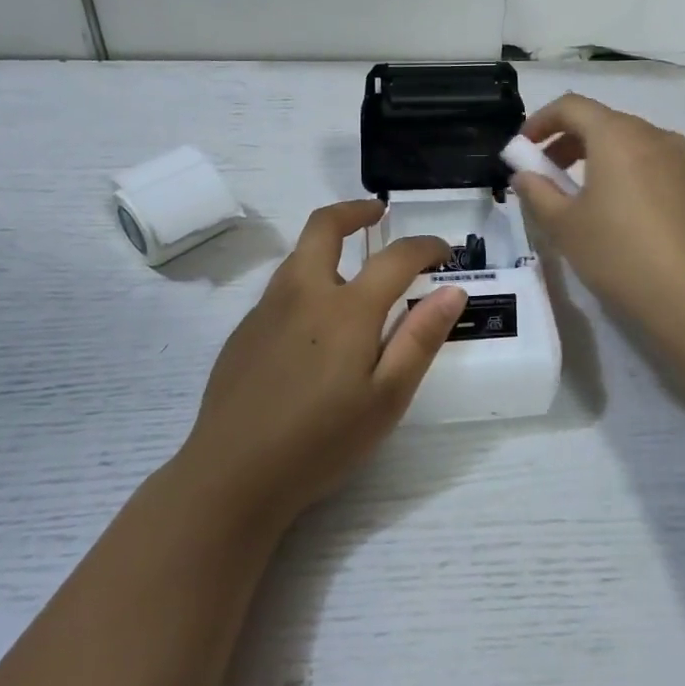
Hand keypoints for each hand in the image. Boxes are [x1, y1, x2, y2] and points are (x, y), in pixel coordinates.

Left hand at [178, 200, 467, 533]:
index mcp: (345, 308)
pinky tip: (316, 324)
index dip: (425, 247)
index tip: (443, 252)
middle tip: (379, 214)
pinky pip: (282, 288)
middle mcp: (302, 293)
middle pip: (324, 226)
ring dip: (329, 245)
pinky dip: (308, 281)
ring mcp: (266, 309)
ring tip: (354, 268)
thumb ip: (420, 338)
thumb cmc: (321, 440)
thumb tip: (452, 290)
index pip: (395, 257)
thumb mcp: (386, 398)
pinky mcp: (244, 331)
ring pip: (299, 255)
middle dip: (355, 210)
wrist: (232, 475)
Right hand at [510, 94, 684, 338]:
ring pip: (637, 146)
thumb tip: (525, 174)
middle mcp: (657, 137)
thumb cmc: (619, 255)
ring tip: (590, 200)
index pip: (572, 106)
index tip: (524, 148)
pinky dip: (637, 179)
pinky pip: (663, 171)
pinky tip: (632, 220)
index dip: (541, 120)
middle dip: (571, 143)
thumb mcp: (564, 226)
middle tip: (550, 175)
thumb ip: (537, 192)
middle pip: (606, 123)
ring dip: (605, 161)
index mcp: (618, 136)